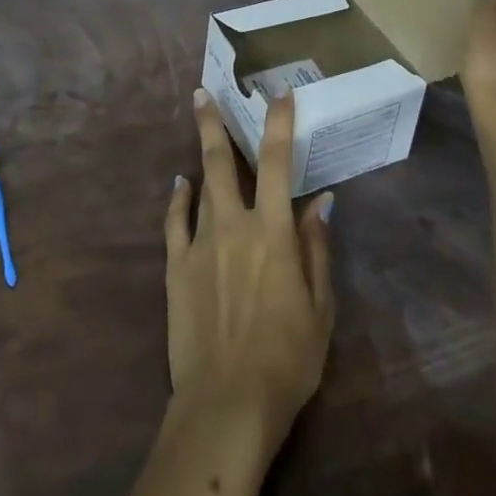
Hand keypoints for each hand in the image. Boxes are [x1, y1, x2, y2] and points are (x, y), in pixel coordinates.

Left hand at [166, 89, 335, 455]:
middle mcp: (233, 224)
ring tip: (198, 123)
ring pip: (198, 183)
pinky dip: (177, 198)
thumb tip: (321, 201)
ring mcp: (199, 242)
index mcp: (273, 231)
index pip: (277, 162)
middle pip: (221, 161)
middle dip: (213, 121)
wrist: (226, 403)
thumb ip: (317, 248)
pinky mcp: (175, 265)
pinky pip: (174, 221)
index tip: (278, 94)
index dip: (279, 123)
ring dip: (199, 152)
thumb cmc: (287, 359)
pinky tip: (179, 185)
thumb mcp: (320, 308)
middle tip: (202, 91)